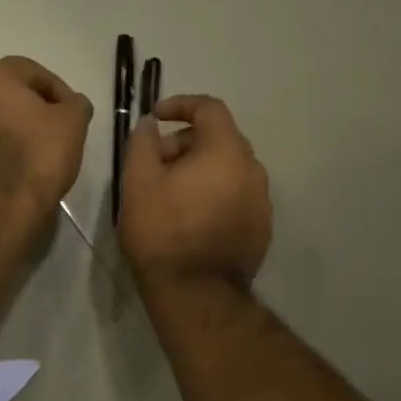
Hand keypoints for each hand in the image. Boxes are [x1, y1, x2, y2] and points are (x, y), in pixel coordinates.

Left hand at [0, 56, 92, 216]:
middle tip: (59, 130)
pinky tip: (20, 168)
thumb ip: (76, 103)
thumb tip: (72, 104)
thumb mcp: (73, 122)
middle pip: (10, 94)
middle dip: (35, 108)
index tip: (74, 114)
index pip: (34, 72)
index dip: (59, 91)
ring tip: (41, 152)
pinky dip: (1, 149)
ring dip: (16, 128)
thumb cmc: (37, 153)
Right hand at [120, 94, 271, 287]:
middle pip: (220, 138)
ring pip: (229, 168)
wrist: (197, 295)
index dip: (181, 105)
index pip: (210, 108)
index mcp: (227, 151)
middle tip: (155, 163)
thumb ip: (144, 142)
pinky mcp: (262, 228)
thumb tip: (151, 124)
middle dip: (185, 142)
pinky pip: (237, 195)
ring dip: (200, 168)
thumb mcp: (138, 181)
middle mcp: (253, 170)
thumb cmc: (163, 232)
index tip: (156, 117)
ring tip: (170, 192)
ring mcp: (262, 201)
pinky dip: (215, 192)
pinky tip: (191, 215)